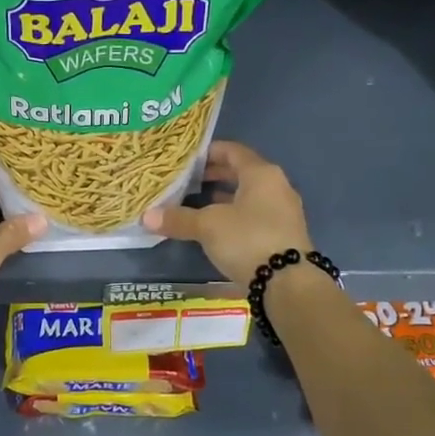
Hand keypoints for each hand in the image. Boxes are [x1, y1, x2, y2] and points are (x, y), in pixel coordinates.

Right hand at [143, 141, 312, 284]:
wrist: (288, 283)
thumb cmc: (247, 239)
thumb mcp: (208, 226)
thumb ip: (179, 218)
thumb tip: (146, 217)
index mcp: (261, 174)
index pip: (232, 151)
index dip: (208, 152)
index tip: (186, 159)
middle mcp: (276, 187)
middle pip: (241, 173)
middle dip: (213, 176)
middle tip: (186, 181)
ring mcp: (283, 212)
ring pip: (248, 196)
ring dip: (223, 198)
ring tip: (196, 203)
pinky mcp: (282, 235)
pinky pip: (253, 215)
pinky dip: (233, 215)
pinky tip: (215, 228)